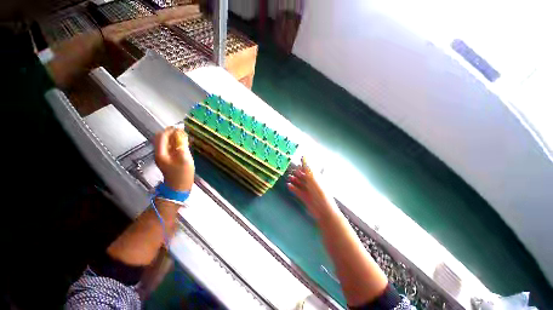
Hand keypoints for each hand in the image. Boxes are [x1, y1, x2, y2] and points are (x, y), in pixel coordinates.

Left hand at [154, 127, 194, 191]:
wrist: (179, 188)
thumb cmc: (182, 174)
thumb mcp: (184, 158)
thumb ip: (182, 145)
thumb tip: (181, 133)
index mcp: (161, 153)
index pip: (162, 136)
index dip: (171, 130)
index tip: (182, 127)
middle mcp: (160, 153)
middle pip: (162, 138)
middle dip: (171, 132)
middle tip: (183, 131)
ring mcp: (163, 156)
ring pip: (166, 142)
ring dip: (174, 137)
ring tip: (185, 136)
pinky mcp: (168, 159)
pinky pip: (170, 147)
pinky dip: (175, 143)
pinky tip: (183, 144)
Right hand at [287, 157, 339, 221]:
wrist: (324, 210)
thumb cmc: (319, 191)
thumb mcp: (312, 177)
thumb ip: (307, 166)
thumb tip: (304, 155)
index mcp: (316, 176)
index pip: (309, 168)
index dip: (303, 165)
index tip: (297, 161)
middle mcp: (312, 182)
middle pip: (303, 176)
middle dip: (297, 173)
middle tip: (291, 172)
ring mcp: (308, 190)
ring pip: (300, 183)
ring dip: (294, 180)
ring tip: (289, 178)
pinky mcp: (304, 197)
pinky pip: (297, 191)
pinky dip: (293, 188)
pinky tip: (288, 186)